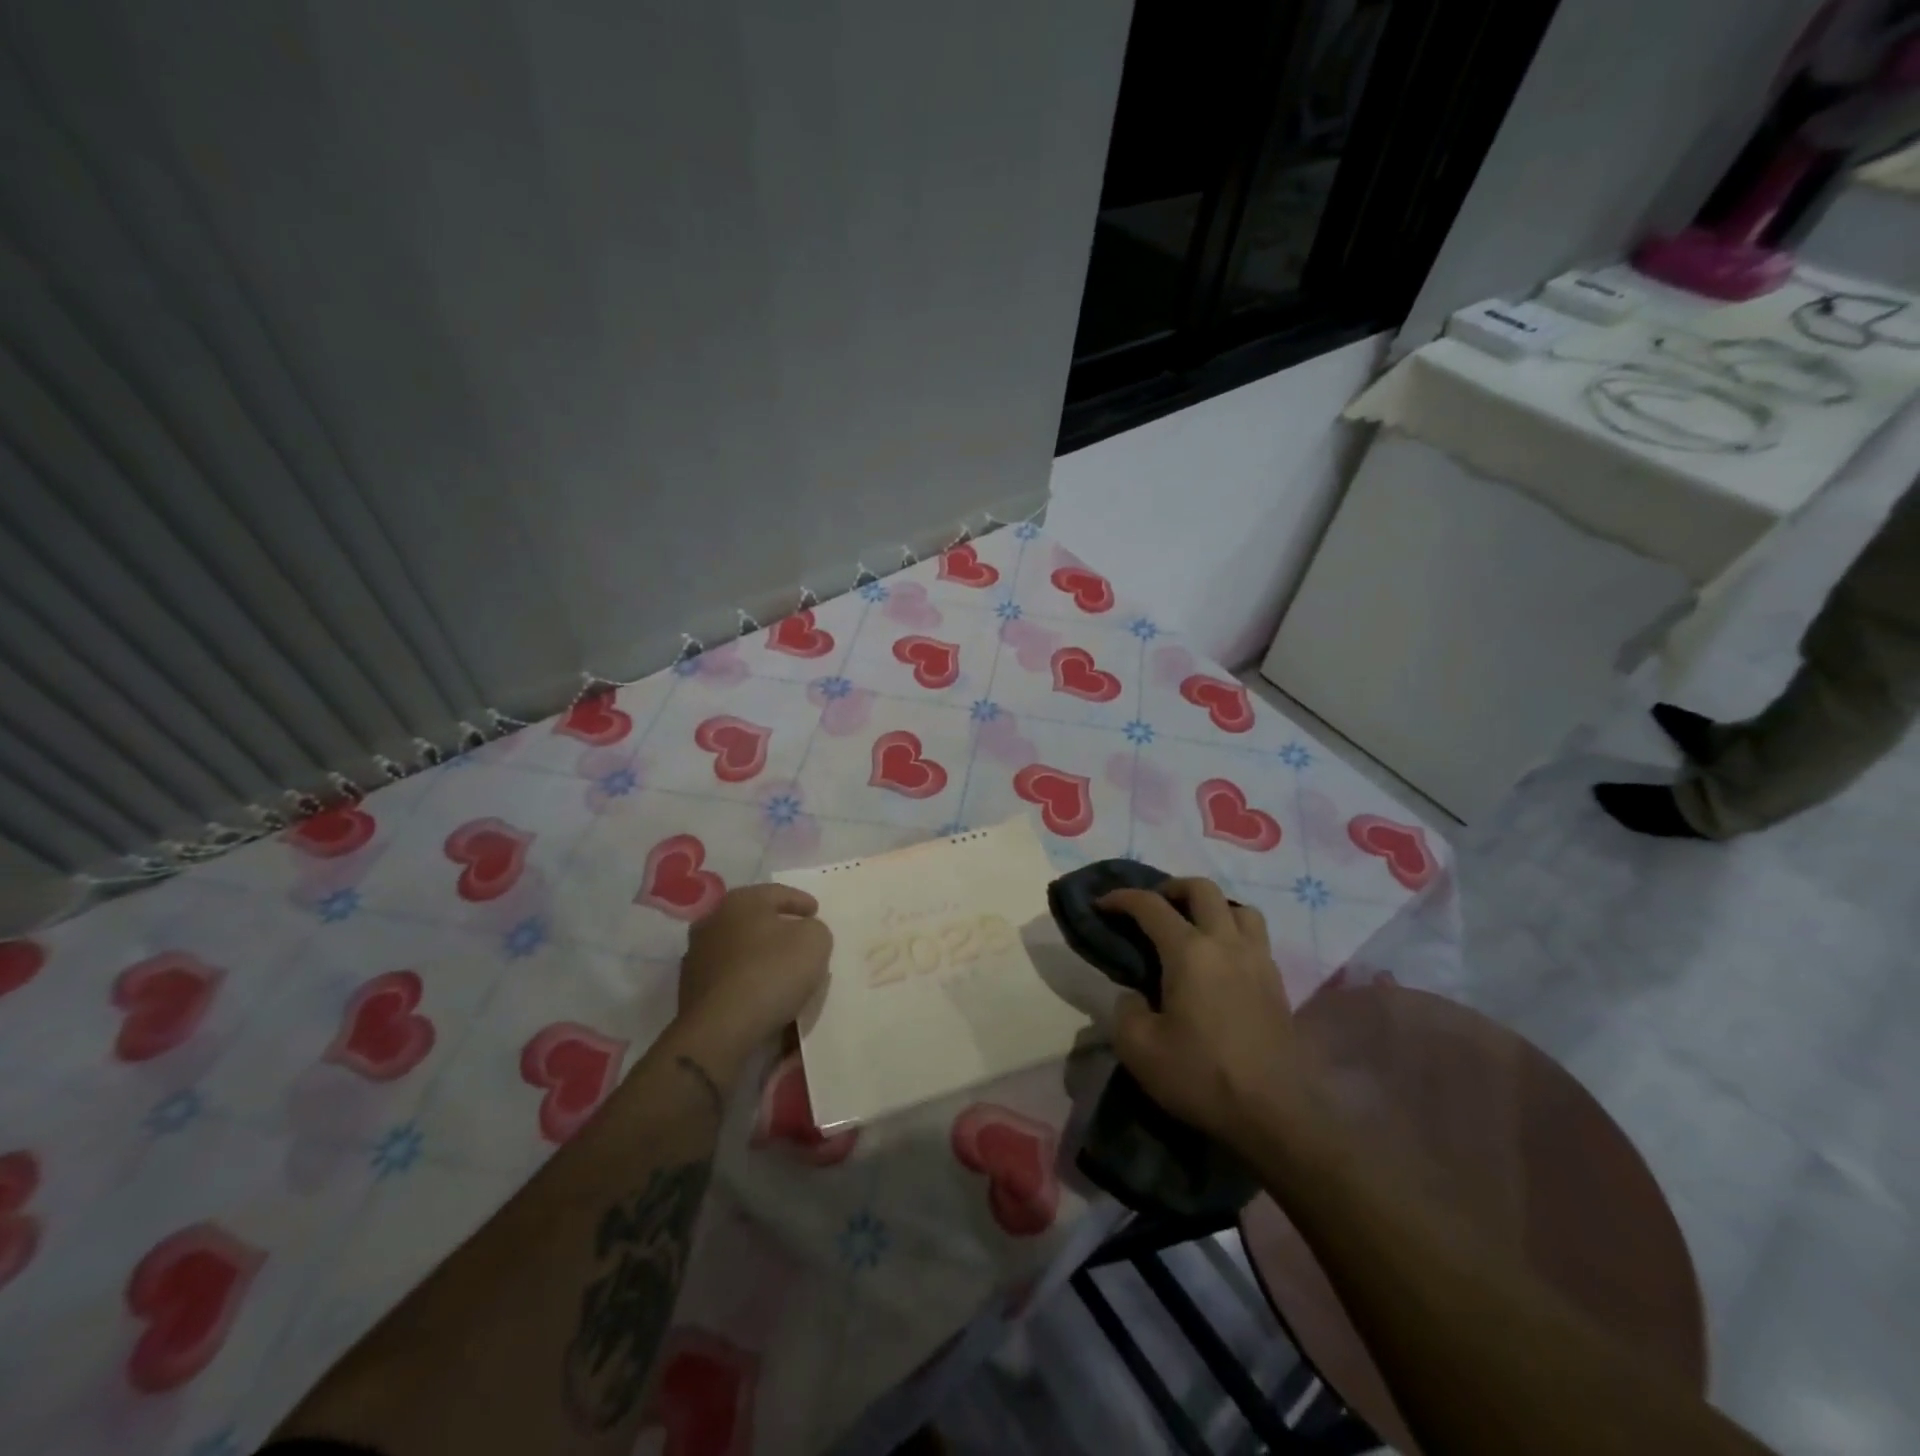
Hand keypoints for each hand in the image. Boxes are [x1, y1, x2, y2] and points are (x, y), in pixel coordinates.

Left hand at [672, 884, 830, 1077]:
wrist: (720, 1029)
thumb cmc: (771, 972)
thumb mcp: (814, 942)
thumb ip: (815, 929)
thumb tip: (805, 933)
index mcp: (741, 900)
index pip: (778, 892)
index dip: (801, 901)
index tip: (816, 911)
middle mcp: (713, 920)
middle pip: (754, 918)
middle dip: (777, 925)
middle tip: (799, 936)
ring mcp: (697, 955)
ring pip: (739, 946)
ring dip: (759, 952)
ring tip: (781, 967)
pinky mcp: (691, 988)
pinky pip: (729, 974)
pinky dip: (746, 976)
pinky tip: (761, 990)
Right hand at [1100, 878, 1314, 1150]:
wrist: (1274, 1116)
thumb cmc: (1201, 1077)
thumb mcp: (1139, 1049)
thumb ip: (1126, 1009)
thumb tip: (1136, 995)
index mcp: (1189, 952)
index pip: (1150, 906)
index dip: (1122, 898)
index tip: (1102, 904)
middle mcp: (1226, 943)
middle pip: (1202, 889)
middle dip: (1171, 888)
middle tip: (1152, 906)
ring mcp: (1258, 960)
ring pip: (1238, 907)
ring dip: (1211, 906)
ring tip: (1193, 927)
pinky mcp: (1277, 983)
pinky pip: (1255, 936)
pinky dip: (1233, 931)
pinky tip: (1221, 960)